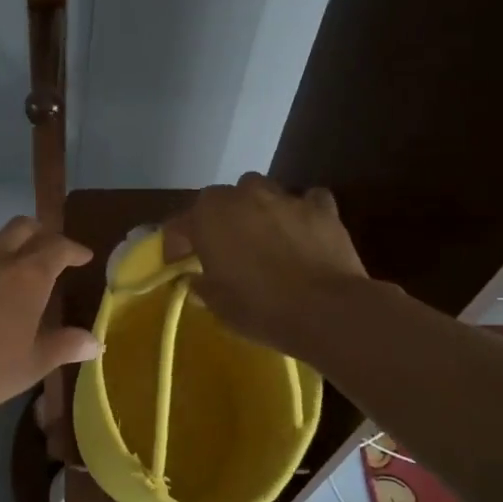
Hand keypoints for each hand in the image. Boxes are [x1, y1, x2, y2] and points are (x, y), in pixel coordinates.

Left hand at [0, 217, 100, 422]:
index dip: (74, 249)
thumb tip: (95, 341)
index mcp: (26, 276)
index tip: (84, 257)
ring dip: (13, 248)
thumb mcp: (31, 364)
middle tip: (54, 254)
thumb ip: (65, 346)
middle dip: (42, 234)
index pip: (57, 247)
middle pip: (23, 227)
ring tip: (21, 276)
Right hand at [162, 174, 368, 355]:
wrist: (325, 310)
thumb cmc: (259, 308)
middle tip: (223, 248)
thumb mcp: (217, 305)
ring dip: (257, 208)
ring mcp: (285, 198)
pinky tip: (303, 229)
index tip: (178, 264)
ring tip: (262, 235)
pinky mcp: (322, 208)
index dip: (176, 244)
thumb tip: (197, 279)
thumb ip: (202, 285)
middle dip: (218, 219)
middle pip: (221, 198)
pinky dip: (302, 211)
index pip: (180, 224)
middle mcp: (243, 196)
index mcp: (209, 216)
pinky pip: (307, 200)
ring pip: (262, 190)